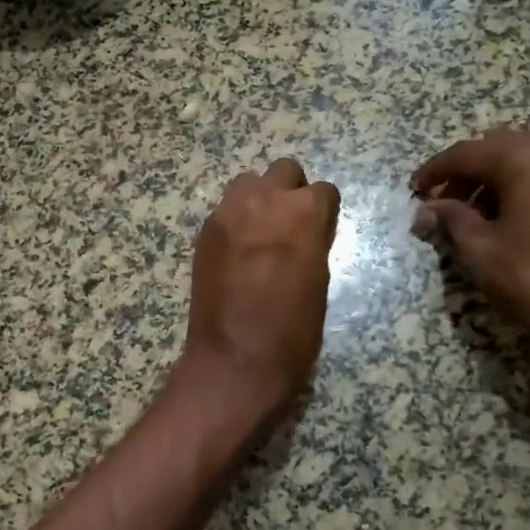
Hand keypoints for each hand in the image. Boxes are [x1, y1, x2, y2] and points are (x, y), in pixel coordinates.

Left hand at [183, 157, 339, 415]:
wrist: (236, 359)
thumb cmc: (292, 330)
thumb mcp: (320, 281)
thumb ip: (313, 243)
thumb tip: (306, 233)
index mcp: (303, 213)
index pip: (323, 190)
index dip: (324, 212)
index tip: (320, 231)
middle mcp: (265, 201)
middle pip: (283, 171)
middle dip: (291, 192)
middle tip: (291, 225)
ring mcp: (228, 213)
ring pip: (248, 182)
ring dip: (259, 198)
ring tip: (261, 233)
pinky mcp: (205, 231)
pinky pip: (225, 210)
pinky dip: (235, 221)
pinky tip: (238, 251)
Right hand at [412, 129, 529, 355]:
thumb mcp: (480, 250)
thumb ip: (450, 218)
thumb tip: (426, 209)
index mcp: (529, 159)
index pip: (469, 153)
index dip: (436, 170)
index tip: (414, 189)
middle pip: (500, 148)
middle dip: (467, 172)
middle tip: (441, 201)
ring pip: (527, 159)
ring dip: (494, 178)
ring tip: (470, 212)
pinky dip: (523, 185)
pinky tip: (506, 215)